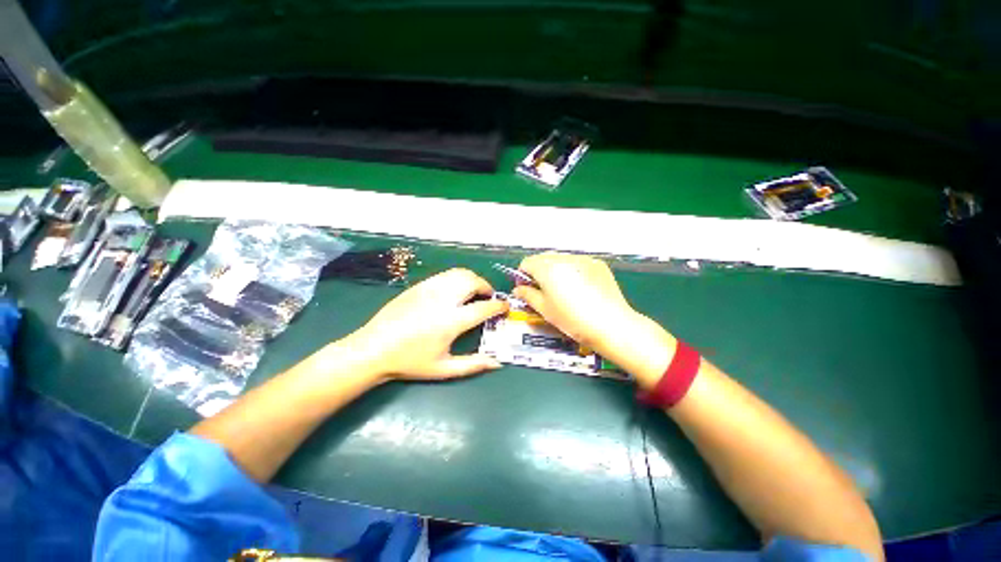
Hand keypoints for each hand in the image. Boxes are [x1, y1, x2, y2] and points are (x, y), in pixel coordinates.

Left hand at [341, 268, 508, 381]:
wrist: (373, 349)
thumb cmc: (410, 362)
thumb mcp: (444, 369)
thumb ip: (473, 365)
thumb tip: (497, 363)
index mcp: (451, 321)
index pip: (484, 307)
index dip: (499, 306)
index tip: (505, 307)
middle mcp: (443, 299)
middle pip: (473, 281)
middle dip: (486, 287)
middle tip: (488, 298)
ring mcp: (430, 288)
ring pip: (459, 273)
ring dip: (472, 280)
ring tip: (473, 292)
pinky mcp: (419, 285)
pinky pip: (445, 275)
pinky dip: (457, 279)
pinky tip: (454, 291)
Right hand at [513, 252, 675, 387]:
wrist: (611, 325)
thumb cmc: (573, 320)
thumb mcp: (545, 309)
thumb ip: (528, 295)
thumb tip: (518, 289)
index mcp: (548, 268)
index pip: (527, 263)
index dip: (522, 275)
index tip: (526, 288)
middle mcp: (564, 258)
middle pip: (543, 259)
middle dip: (538, 272)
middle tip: (542, 290)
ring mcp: (583, 259)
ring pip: (560, 259)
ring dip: (555, 270)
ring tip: (562, 290)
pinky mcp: (597, 264)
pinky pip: (577, 263)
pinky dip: (572, 271)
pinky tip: (579, 288)